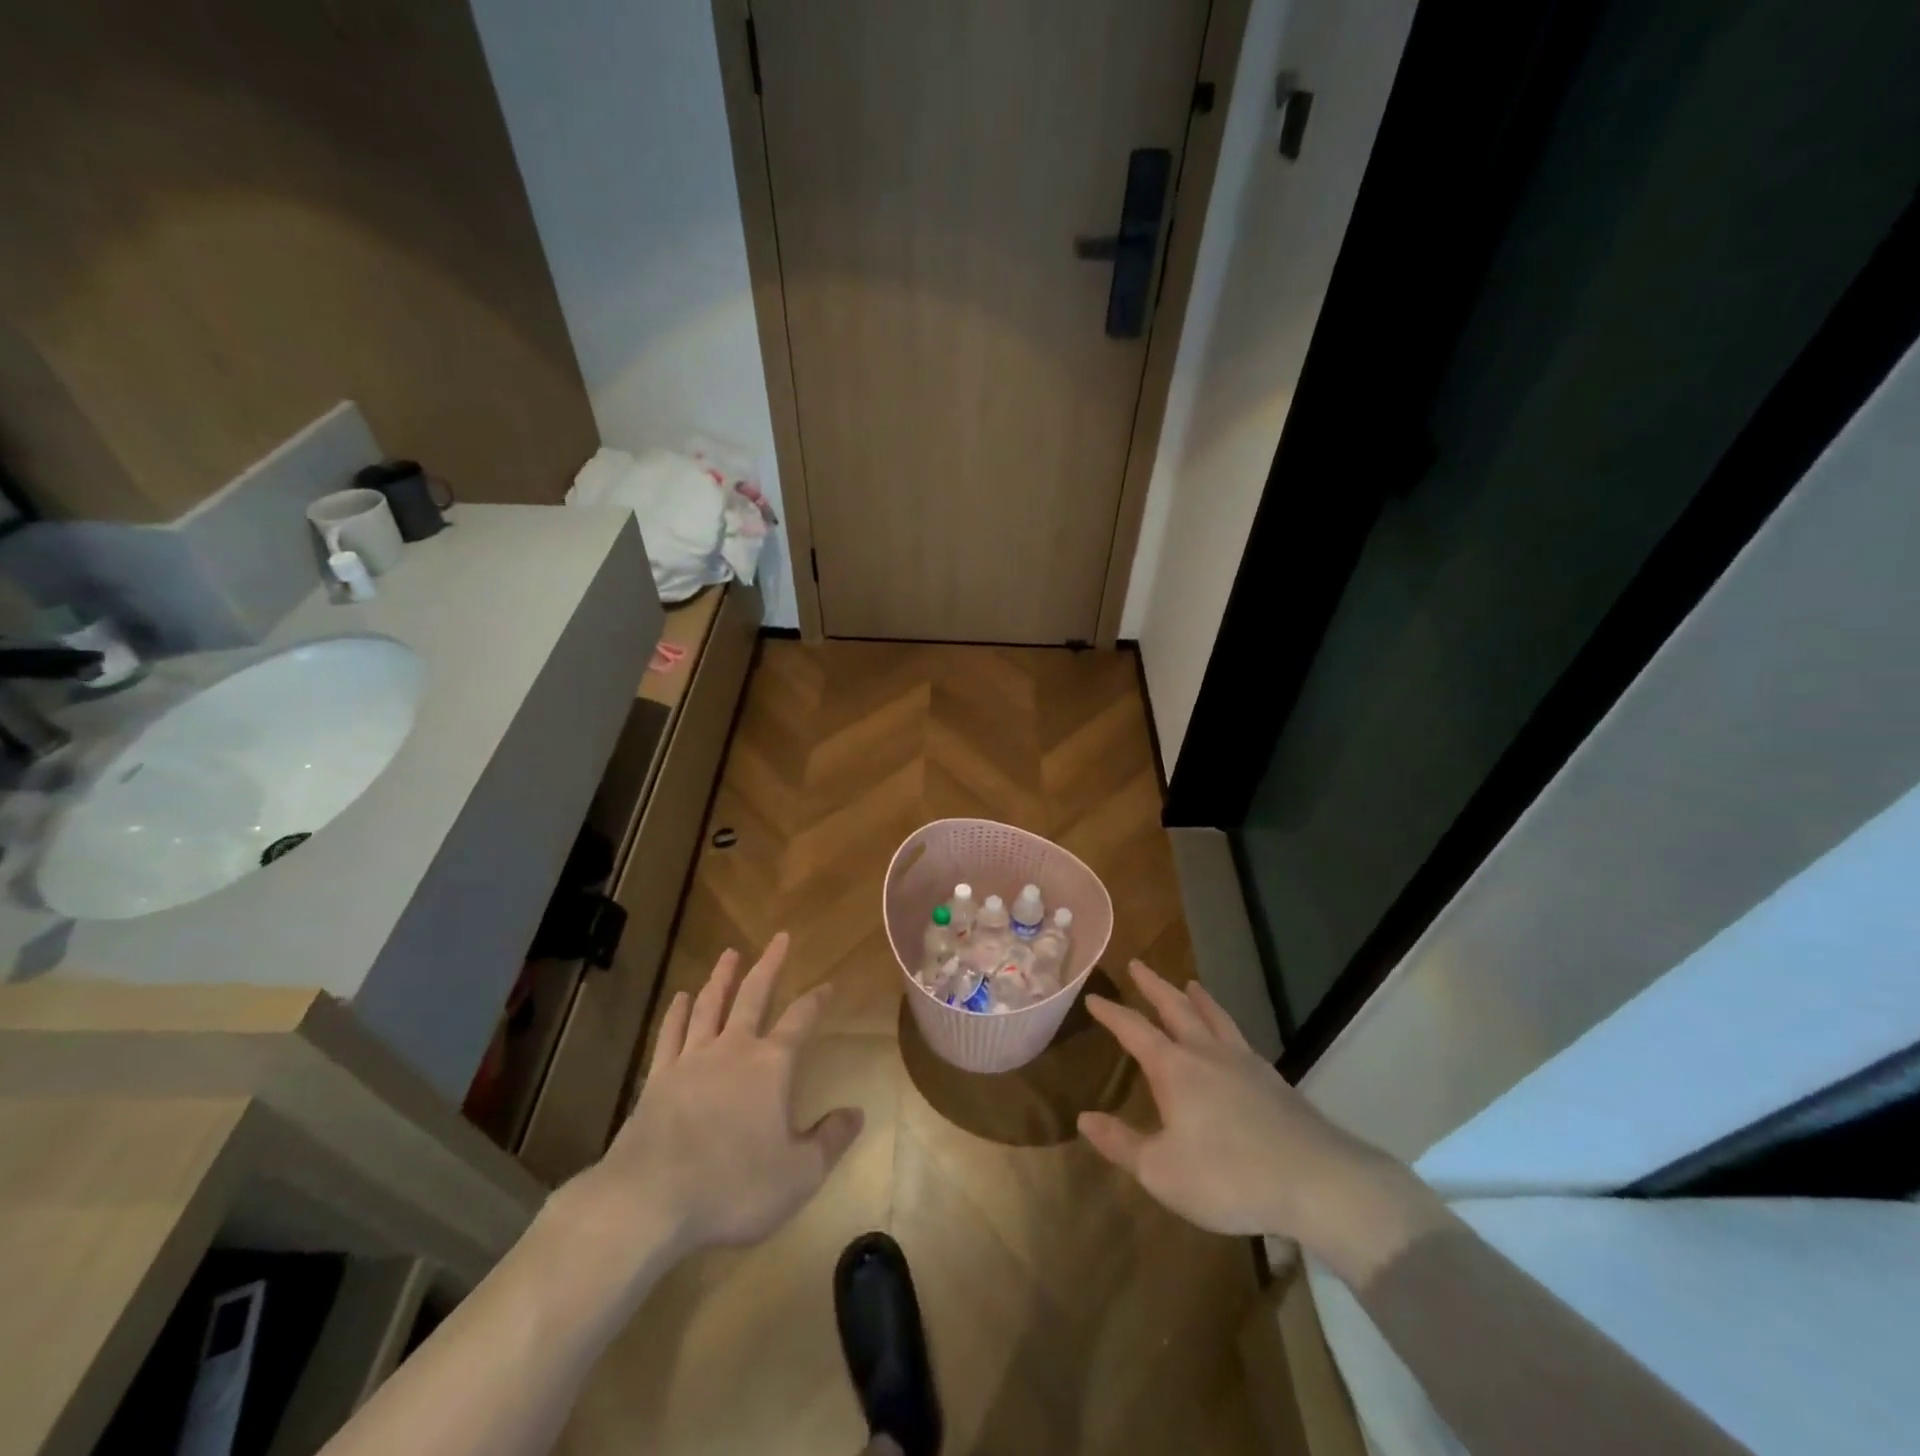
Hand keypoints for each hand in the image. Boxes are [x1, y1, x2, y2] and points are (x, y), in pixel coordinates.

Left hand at [571, 933, 863, 1259]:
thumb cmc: (733, 1187)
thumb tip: (857, 1113)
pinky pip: (671, 1034)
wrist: (650, 1200)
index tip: (828, 984)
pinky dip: (677, 1013)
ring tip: (730, 953)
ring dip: (722, 977)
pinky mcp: (658, 1078)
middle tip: (779, 938)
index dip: (816, 1000)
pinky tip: (681, 998)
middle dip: (770, 965)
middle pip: (754, 996)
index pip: (800, 1021)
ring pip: (710, 1005)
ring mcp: (691, 1060)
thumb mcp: (799, 1174)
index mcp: (770, 1066)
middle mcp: (733, 1049)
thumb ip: (830, 1140)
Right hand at [1079, 961, 1448, 1282]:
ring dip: (1196, 997)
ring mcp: (1243, 1061)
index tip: (1093, 997)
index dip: (1111, 1013)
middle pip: (1175, 1007)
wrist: (1315, 1181)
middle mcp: (1206, 1052)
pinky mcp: (1271, 1078)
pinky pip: (1239, 1035)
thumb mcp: (1161, 1171)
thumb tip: (1084, 1118)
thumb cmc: (1228, 1176)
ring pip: (1213, 1016)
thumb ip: (1121, 1143)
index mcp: (1174, 1068)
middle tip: (1138, 964)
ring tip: (1189, 983)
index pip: (1134, 1029)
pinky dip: (1225, 1022)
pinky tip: (1230, 1035)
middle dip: (1153, 986)